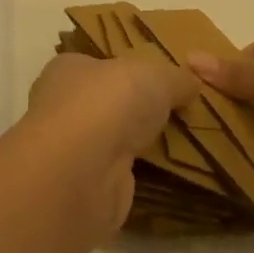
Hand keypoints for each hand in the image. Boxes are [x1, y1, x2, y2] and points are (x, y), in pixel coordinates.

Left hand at [22, 52, 195, 230]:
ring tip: (177, 145)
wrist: (82, 171)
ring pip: (108, 141)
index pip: (95, 65)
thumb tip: (193, 82)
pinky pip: (115, 174)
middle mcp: (61, 107)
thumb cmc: (109, 103)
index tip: (156, 82)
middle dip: (131, 111)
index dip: (124, 71)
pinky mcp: (82, 187)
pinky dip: (135, 175)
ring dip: (134, 145)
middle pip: (101, 105)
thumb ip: (176, 78)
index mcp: (67, 69)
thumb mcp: (156, 76)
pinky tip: (163, 175)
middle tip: (173, 115)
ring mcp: (69, 150)